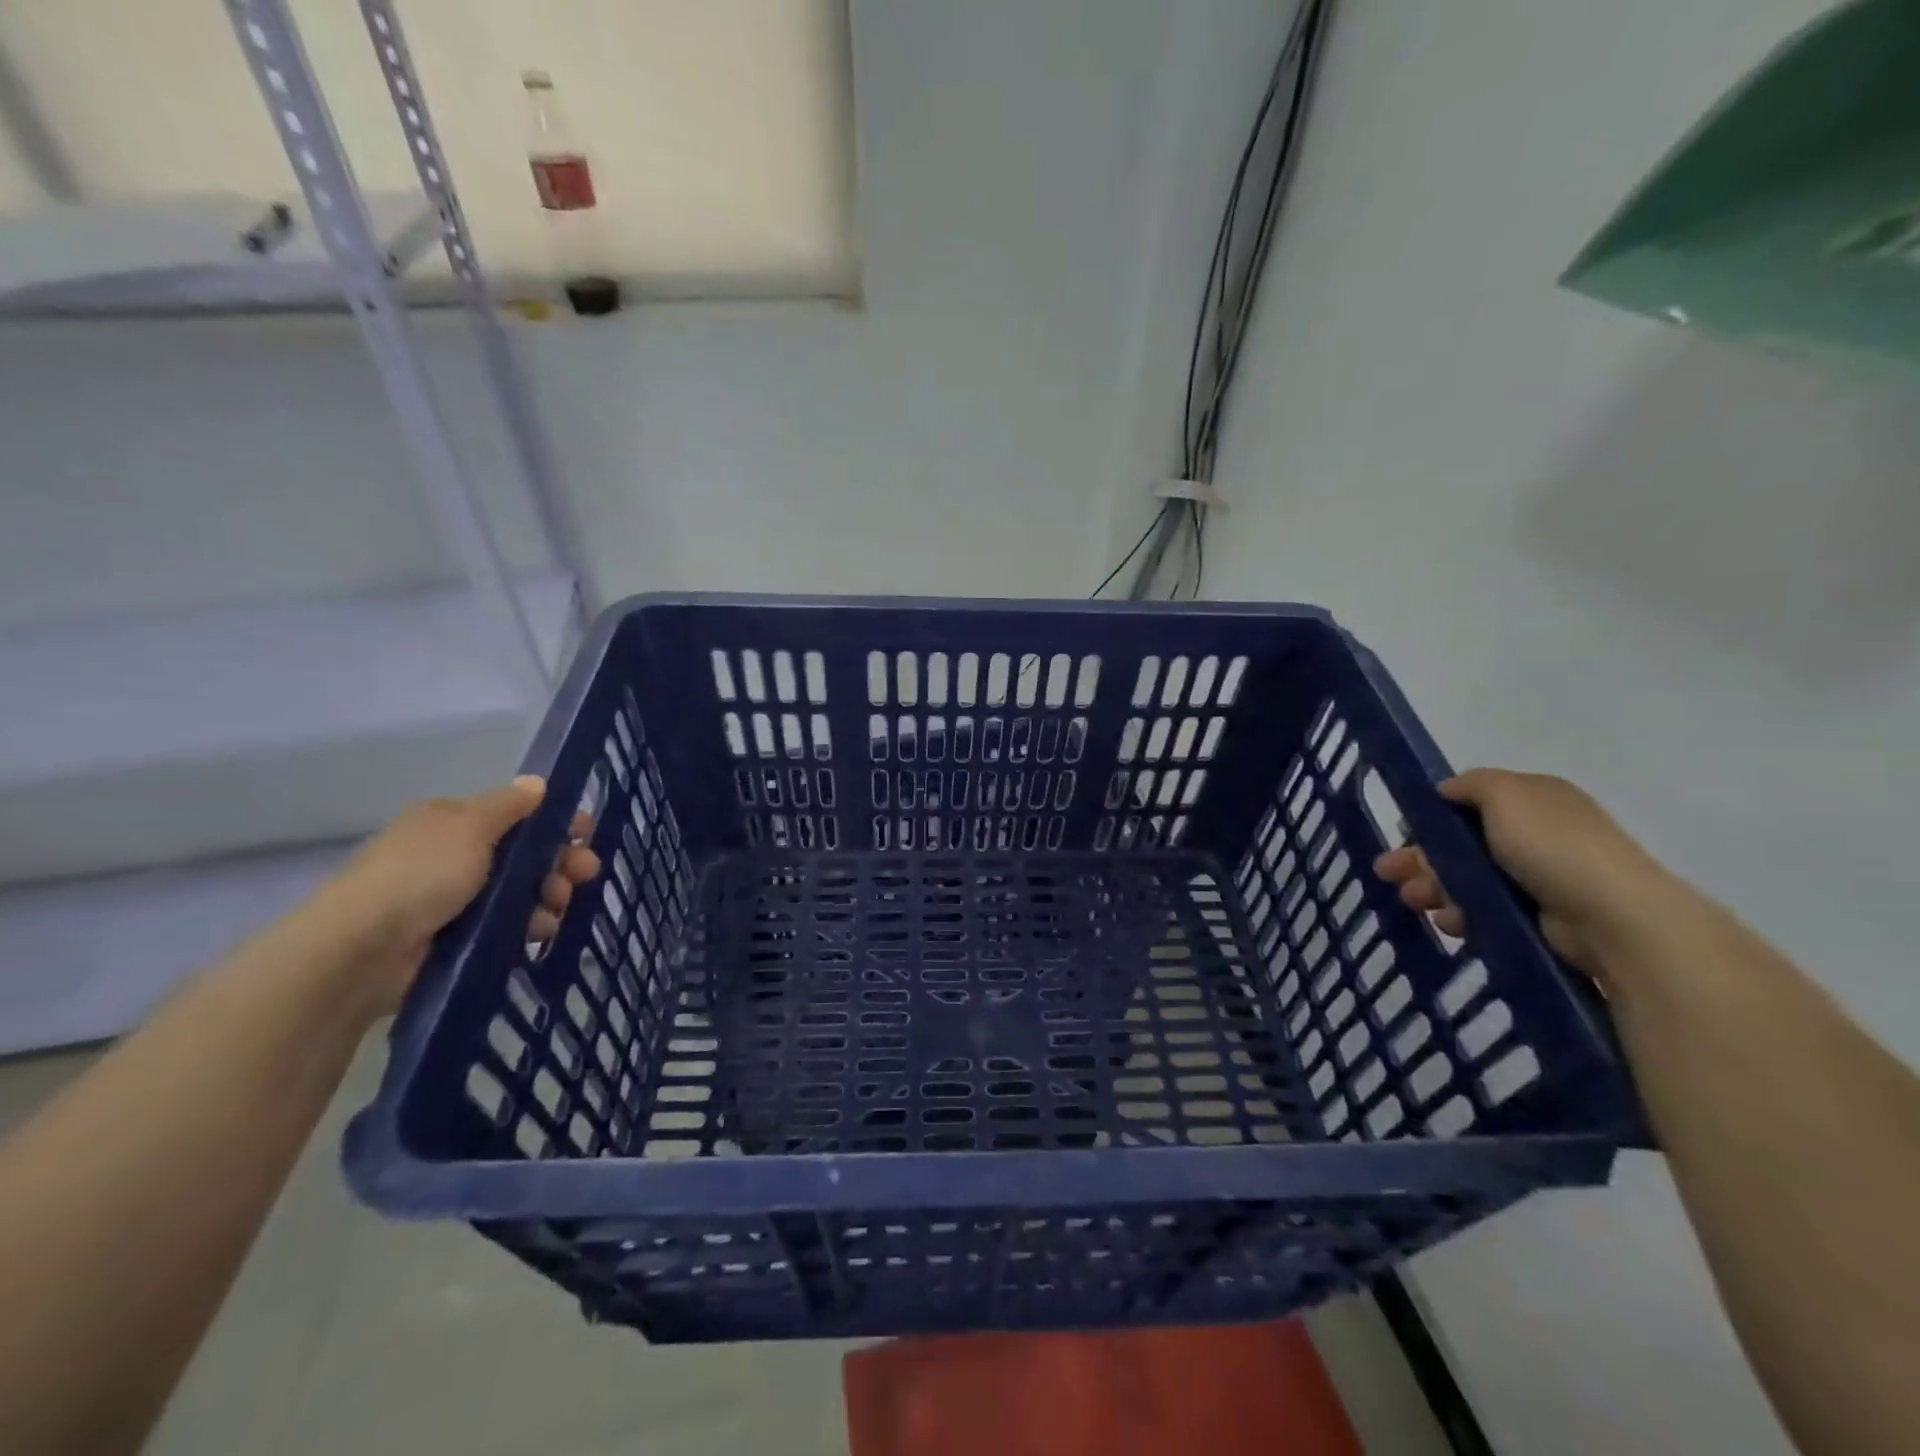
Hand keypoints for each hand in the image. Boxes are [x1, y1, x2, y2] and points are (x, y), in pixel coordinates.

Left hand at [318, 776, 600, 1015]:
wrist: (363, 950)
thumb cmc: (420, 874)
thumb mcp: (470, 825)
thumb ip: (509, 805)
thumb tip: (537, 783)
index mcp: (453, 824)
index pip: (516, 816)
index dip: (554, 822)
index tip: (585, 834)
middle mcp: (455, 858)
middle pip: (525, 855)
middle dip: (560, 862)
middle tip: (586, 873)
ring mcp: (456, 901)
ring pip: (522, 892)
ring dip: (550, 896)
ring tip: (557, 908)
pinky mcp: (459, 939)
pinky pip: (508, 927)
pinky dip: (529, 926)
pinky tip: (540, 931)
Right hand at [1374, 769, 1679, 980]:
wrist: (1613, 917)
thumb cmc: (1554, 846)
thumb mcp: (1506, 795)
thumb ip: (1470, 784)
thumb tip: (1444, 789)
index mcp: (1532, 800)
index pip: (1469, 803)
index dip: (1433, 815)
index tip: (1403, 832)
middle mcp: (1535, 835)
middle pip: (1461, 844)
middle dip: (1421, 858)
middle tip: (1387, 873)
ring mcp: (1536, 878)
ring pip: (1466, 879)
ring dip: (1433, 887)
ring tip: (1412, 901)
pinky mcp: (1535, 917)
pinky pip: (1484, 911)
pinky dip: (1460, 914)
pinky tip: (1447, 921)